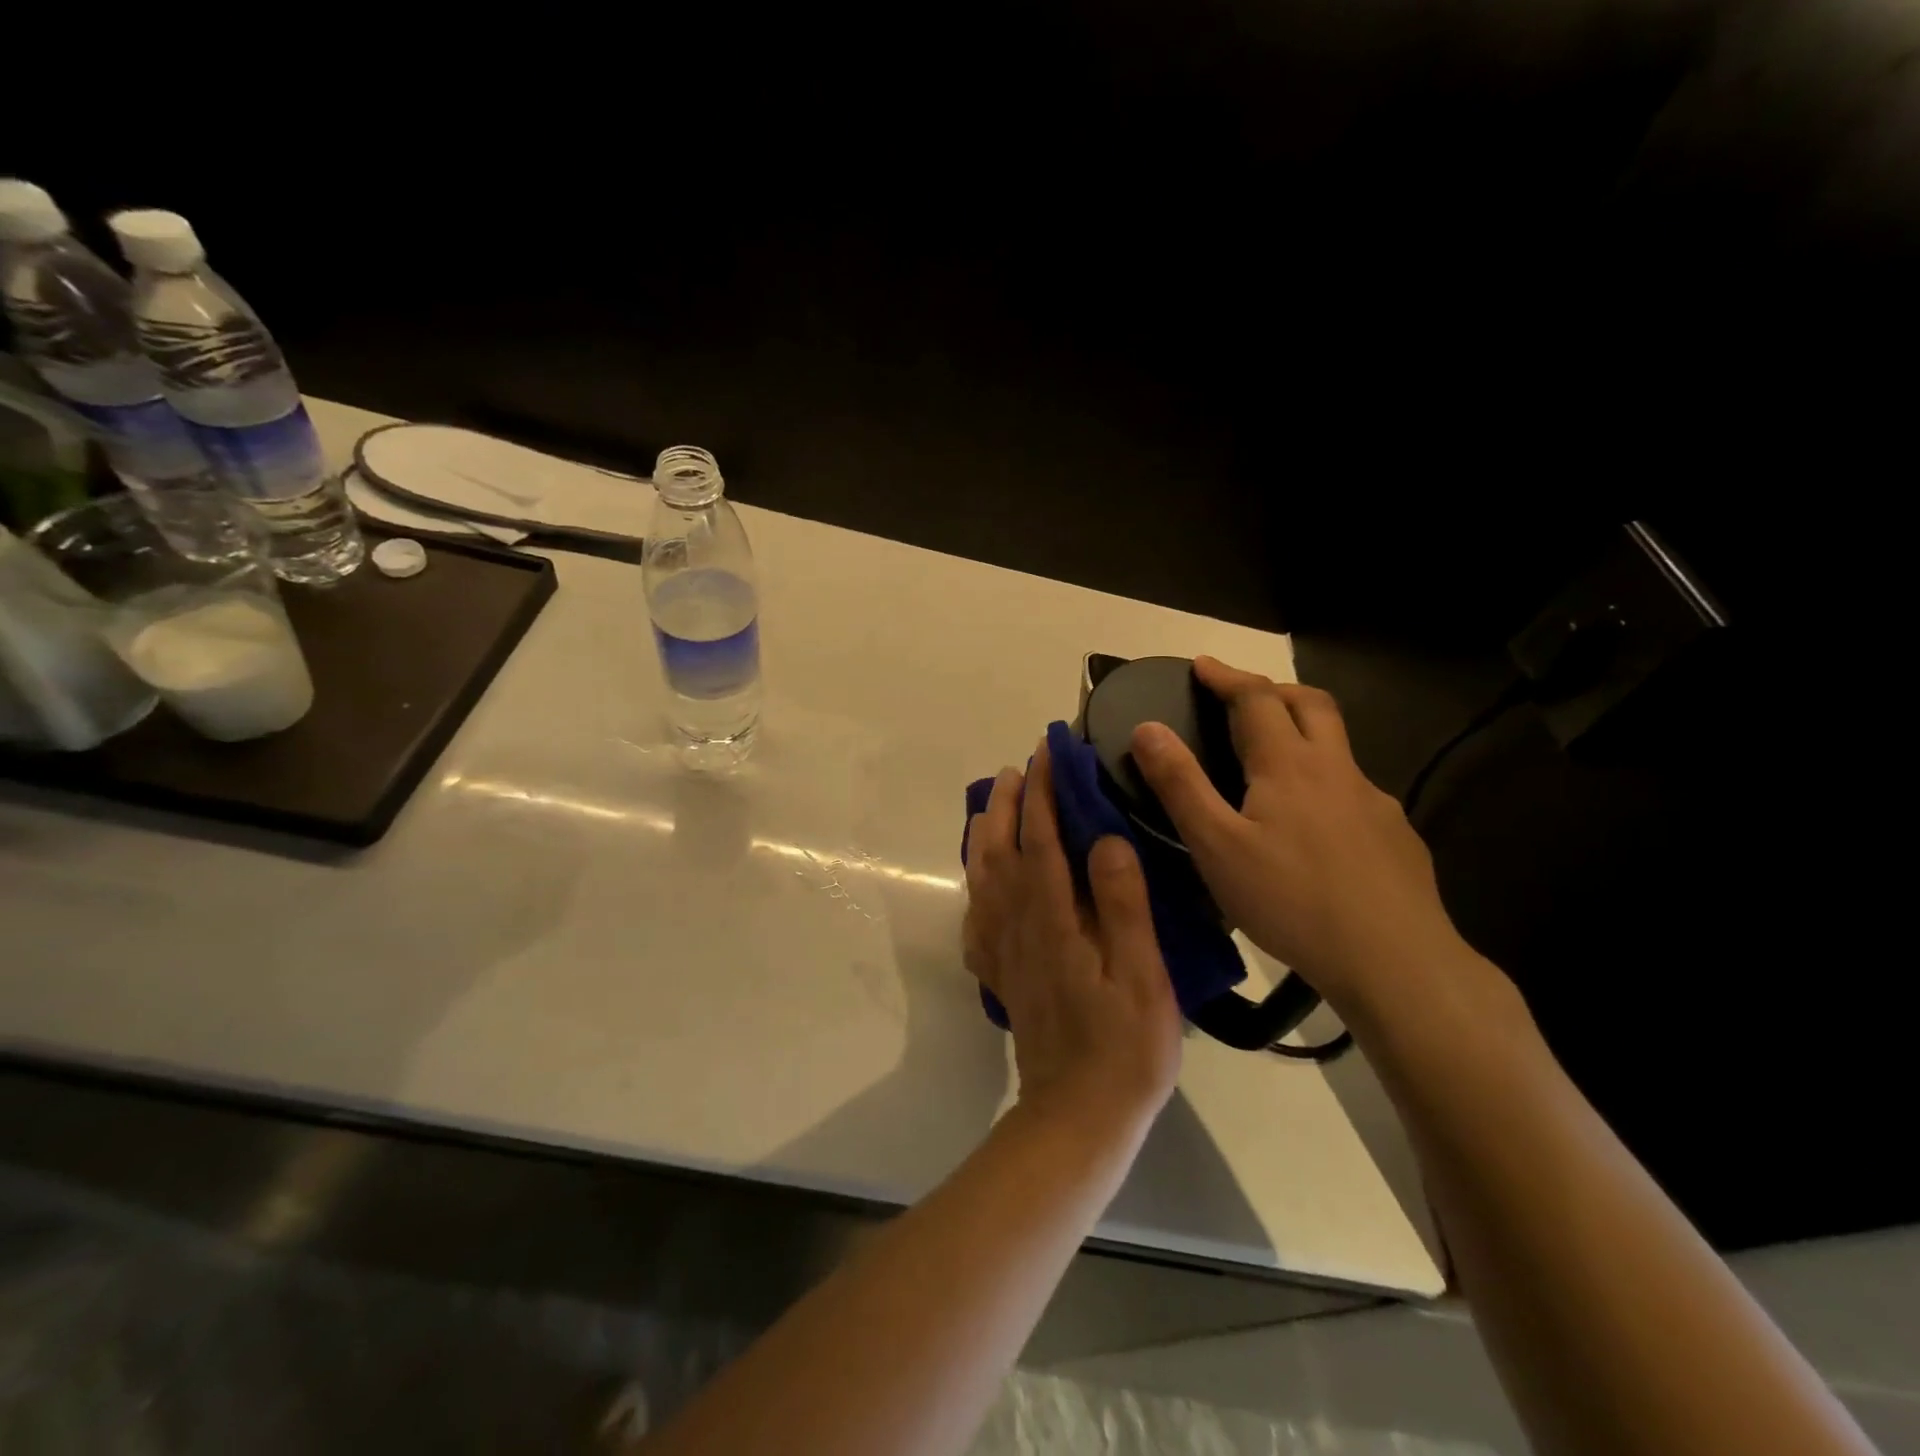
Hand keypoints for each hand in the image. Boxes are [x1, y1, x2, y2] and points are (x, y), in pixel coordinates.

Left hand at [963, 739, 1182, 1127]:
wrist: (1077, 1116)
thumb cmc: (1124, 1047)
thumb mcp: (1141, 976)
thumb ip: (1122, 904)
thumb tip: (1104, 838)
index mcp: (1053, 918)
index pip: (1041, 838)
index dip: (1043, 792)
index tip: (1048, 752)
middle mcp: (1017, 924)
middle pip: (1001, 850)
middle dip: (1007, 803)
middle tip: (1018, 768)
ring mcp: (1002, 950)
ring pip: (982, 877)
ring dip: (985, 834)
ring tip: (991, 805)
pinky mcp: (999, 973)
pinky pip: (976, 915)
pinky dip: (975, 884)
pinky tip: (983, 879)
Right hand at [1129, 656, 1469, 1015]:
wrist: (1396, 961)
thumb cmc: (1292, 900)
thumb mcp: (1216, 846)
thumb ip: (1180, 784)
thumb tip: (1147, 728)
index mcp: (1289, 765)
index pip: (1256, 698)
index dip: (1226, 676)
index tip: (1201, 665)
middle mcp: (1337, 769)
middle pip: (1310, 704)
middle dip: (1272, 689)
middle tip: (1240, 698)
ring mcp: (1375, 802)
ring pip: (1337, 747)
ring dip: (1302, 733)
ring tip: (1272, 765)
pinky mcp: (1397, 836)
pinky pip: (1354, 791)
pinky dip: (1325, 785)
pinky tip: (1314, 829)